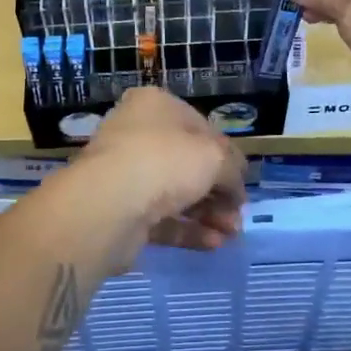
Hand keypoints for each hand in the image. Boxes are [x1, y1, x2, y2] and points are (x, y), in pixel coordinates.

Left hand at [69, 88, 246, 251]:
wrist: (108, 205)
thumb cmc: (165, 162)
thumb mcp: (215, 157)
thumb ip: (233, 169)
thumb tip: (236, 187)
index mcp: (156, 106)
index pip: (201, 128)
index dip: (227, 155)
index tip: (243, 181)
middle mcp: (136, 135)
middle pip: (188, 164)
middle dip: (219, 191)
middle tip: (238, 214)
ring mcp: (125, 174)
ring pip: (176, 194)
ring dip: (208, 213)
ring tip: (231, 233)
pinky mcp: (121, 211)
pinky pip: (161, 219)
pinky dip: (188, 230)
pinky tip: (213, 244)